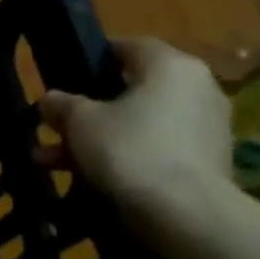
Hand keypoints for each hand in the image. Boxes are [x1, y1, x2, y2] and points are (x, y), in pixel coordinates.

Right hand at [35, 37, 231, 216]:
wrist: (184, 212)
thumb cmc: (128, 147)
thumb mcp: (77, 120)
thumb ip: (60, 104)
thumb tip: (51, 100)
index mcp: (171, 67)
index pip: (130, 47)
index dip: (94, 58)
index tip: (66, 76)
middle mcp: (198, 90)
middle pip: (132, 91)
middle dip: (87, 110)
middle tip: (53, 125)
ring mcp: (206, 129)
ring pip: (138, 124)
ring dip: (96, 138)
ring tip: (52, 160)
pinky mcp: (207, 163)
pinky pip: (154, 149)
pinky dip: (123, 157)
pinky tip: (85, 177)